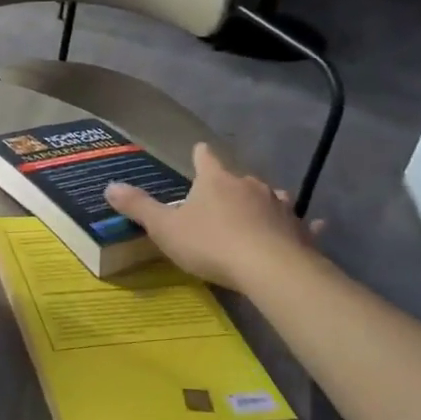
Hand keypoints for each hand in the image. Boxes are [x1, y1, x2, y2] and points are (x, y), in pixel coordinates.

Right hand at [104, 143, 319, 291]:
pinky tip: (312, 227)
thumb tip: (108, 186)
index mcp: (215, 181)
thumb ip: (138, 207)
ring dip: (263, 203)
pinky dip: (302, 226)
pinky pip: (301, 225)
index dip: (201, 155)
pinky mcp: (299, 231)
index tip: (200, 151)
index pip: (206, 158)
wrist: (269, 269)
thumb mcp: (165, 228)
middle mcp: (250, 185)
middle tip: (220, 198)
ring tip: (258, 213)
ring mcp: (279, 207)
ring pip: (271, 198)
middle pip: (239, 178)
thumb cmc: (210, 244)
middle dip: (230, 186)